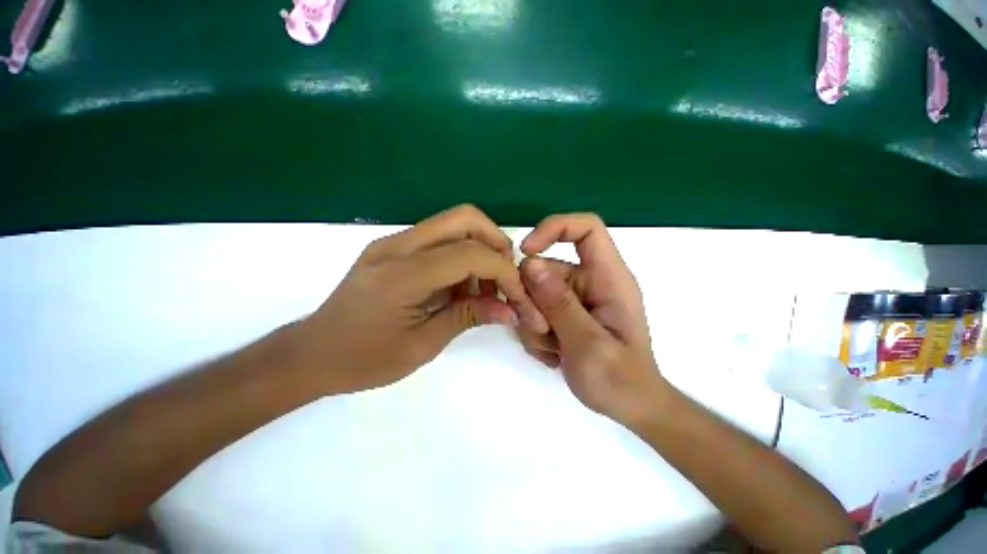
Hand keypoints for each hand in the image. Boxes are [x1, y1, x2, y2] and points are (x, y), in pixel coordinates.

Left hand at [292, 205, 548, 393]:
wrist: (312, 354)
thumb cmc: (363, 359)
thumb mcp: (422, 345)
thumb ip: (468, 317)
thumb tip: (510, 311)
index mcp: (402, 274)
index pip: (470, 253)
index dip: (503, 271)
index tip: (517, 298)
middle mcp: (398, 245)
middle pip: (465, 218)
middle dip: (496, 243)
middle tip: (504, 278)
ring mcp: (394, 242)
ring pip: (454, 224)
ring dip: (480, 250)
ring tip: (482, 290)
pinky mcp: (394, 247)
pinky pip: (440, 238)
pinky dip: (462, 256)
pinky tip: (460, 287)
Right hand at [518, 214, 666, 424]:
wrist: (630, 407)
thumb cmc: (620, 379)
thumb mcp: (588, 343)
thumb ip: (559, 303)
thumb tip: (529, 264)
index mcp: (608, 277)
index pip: (586, 228)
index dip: (554, 228)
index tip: (526, 251)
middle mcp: (589, 281)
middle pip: (545, 267)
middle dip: (532, 299)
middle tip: (542, 331)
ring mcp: (574, 298)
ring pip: (533, 293)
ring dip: (534, 321)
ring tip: (554, 349)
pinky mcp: (563, 313)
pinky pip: (535, 311)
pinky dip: (536, 332)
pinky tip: (553, 353)